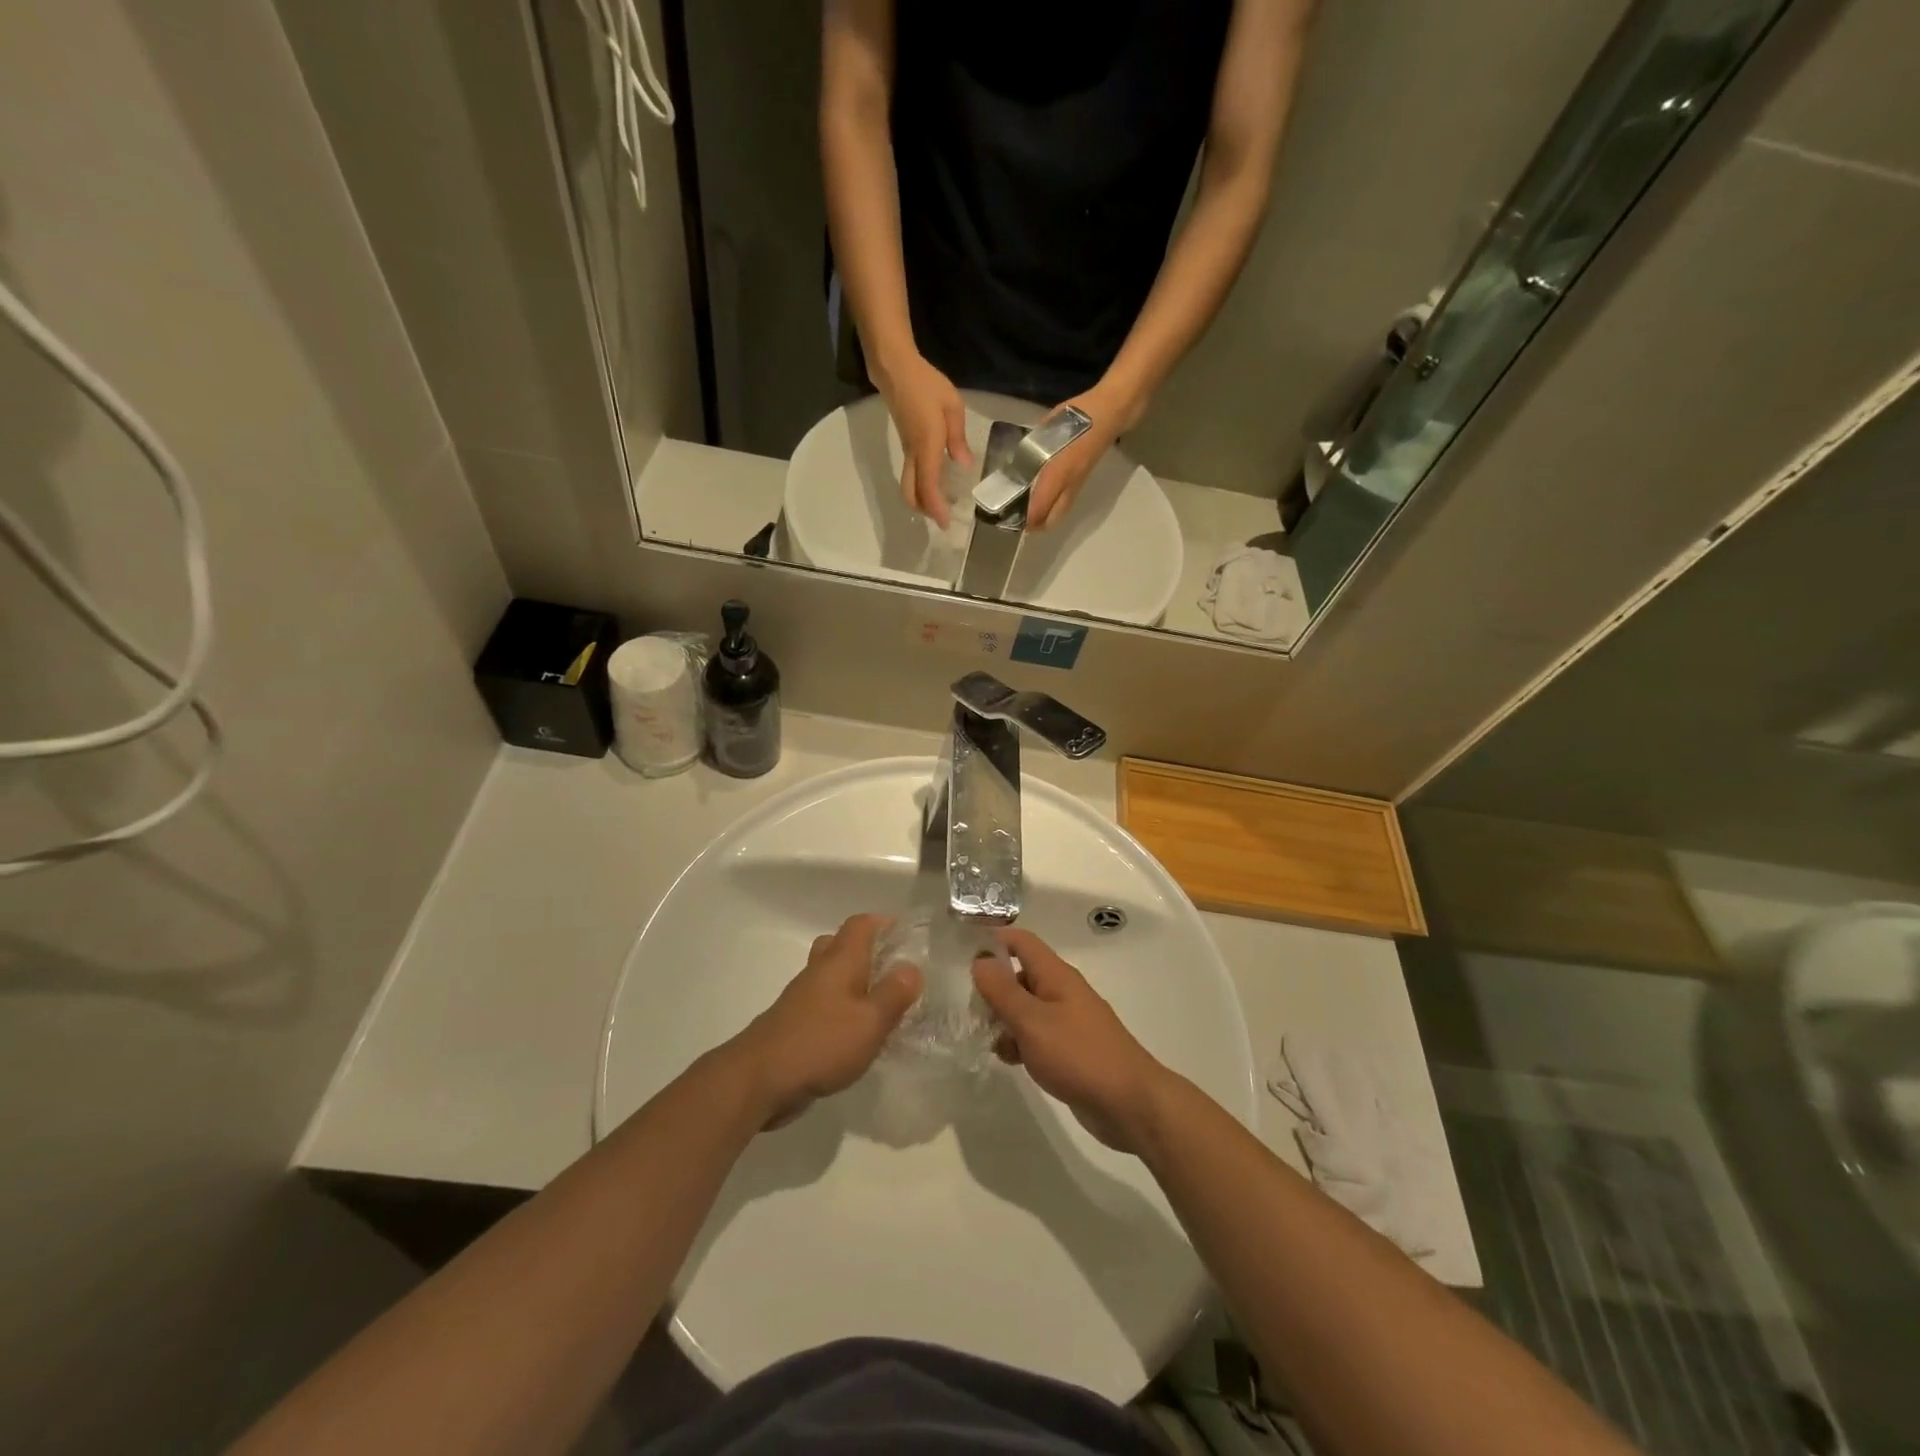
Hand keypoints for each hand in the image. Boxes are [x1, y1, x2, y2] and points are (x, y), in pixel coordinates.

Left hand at [734, 915, 922, 1126]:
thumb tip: (912, 967)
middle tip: (893, 968)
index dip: (883, 923)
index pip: (860, 925)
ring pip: (830, 976)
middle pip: (840, 945)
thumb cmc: (821, 1043)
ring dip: (854, 983)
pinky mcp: (795, 1025)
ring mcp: (802, 999)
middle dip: (866, 950)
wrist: (759, 1079)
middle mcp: (819, 972)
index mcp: (840, 961)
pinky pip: (823, 1005)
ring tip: (883, 1003)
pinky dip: (841, 1010)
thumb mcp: (870, 1021)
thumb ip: (894, 994)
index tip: (906, 934)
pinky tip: (857, 1035)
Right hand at [873, 351, 971, 528]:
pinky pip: (911, 473)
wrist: (895, 370)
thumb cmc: (926, 384)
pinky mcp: (906, 445)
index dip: (936, 507)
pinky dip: (921, 485)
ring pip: (909, 485)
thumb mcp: (952, 406)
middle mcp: (913, 454)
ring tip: (941, 504)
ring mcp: (907, 450)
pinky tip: (937, 483)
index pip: (928, 485)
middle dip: (924, 510)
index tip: (945, 523)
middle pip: (910, 492)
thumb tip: (964, 465)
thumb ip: (958, 438)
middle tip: (942, 518)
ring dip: (921, 500)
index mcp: (927, 445)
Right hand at [971, 928, 1171, 1151]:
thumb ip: (1003, 991)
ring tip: (985, 1039)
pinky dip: (1021, 1042)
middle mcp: (1062, 991)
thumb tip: (980, 960)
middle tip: (967, 1007)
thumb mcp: (1032, 1021)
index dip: (994, 939)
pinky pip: (1037, 1034)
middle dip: (993, 987)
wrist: (1129, 1103)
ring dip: (1005, 1019)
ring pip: (1027, 1008)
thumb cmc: (1078, 1055)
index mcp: (1056, 975)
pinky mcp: (1071, 1049)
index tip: (962, 951)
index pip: (1021, 941)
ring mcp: (1068, 1020)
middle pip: (1021, 974)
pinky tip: (1009, 1060)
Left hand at [1026, 382, 1144, 530]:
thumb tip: (1018, 463)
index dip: (1023, 519)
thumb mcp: (1047, 430)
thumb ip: (1032, 450)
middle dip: (1034, 525)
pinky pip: (1065, 504)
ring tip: (1028, 511)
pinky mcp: (1083, 481)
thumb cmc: (1077, 417)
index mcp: (1056, 474)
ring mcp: (1077, 485)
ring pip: (1059, 514)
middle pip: (1051, 520)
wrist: (1109, 414)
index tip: (1007, 516)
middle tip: (1018, 518)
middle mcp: (1067, 486)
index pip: (1037, 510)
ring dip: (1044, 518)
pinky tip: (1043, 498)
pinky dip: (1052, 508)